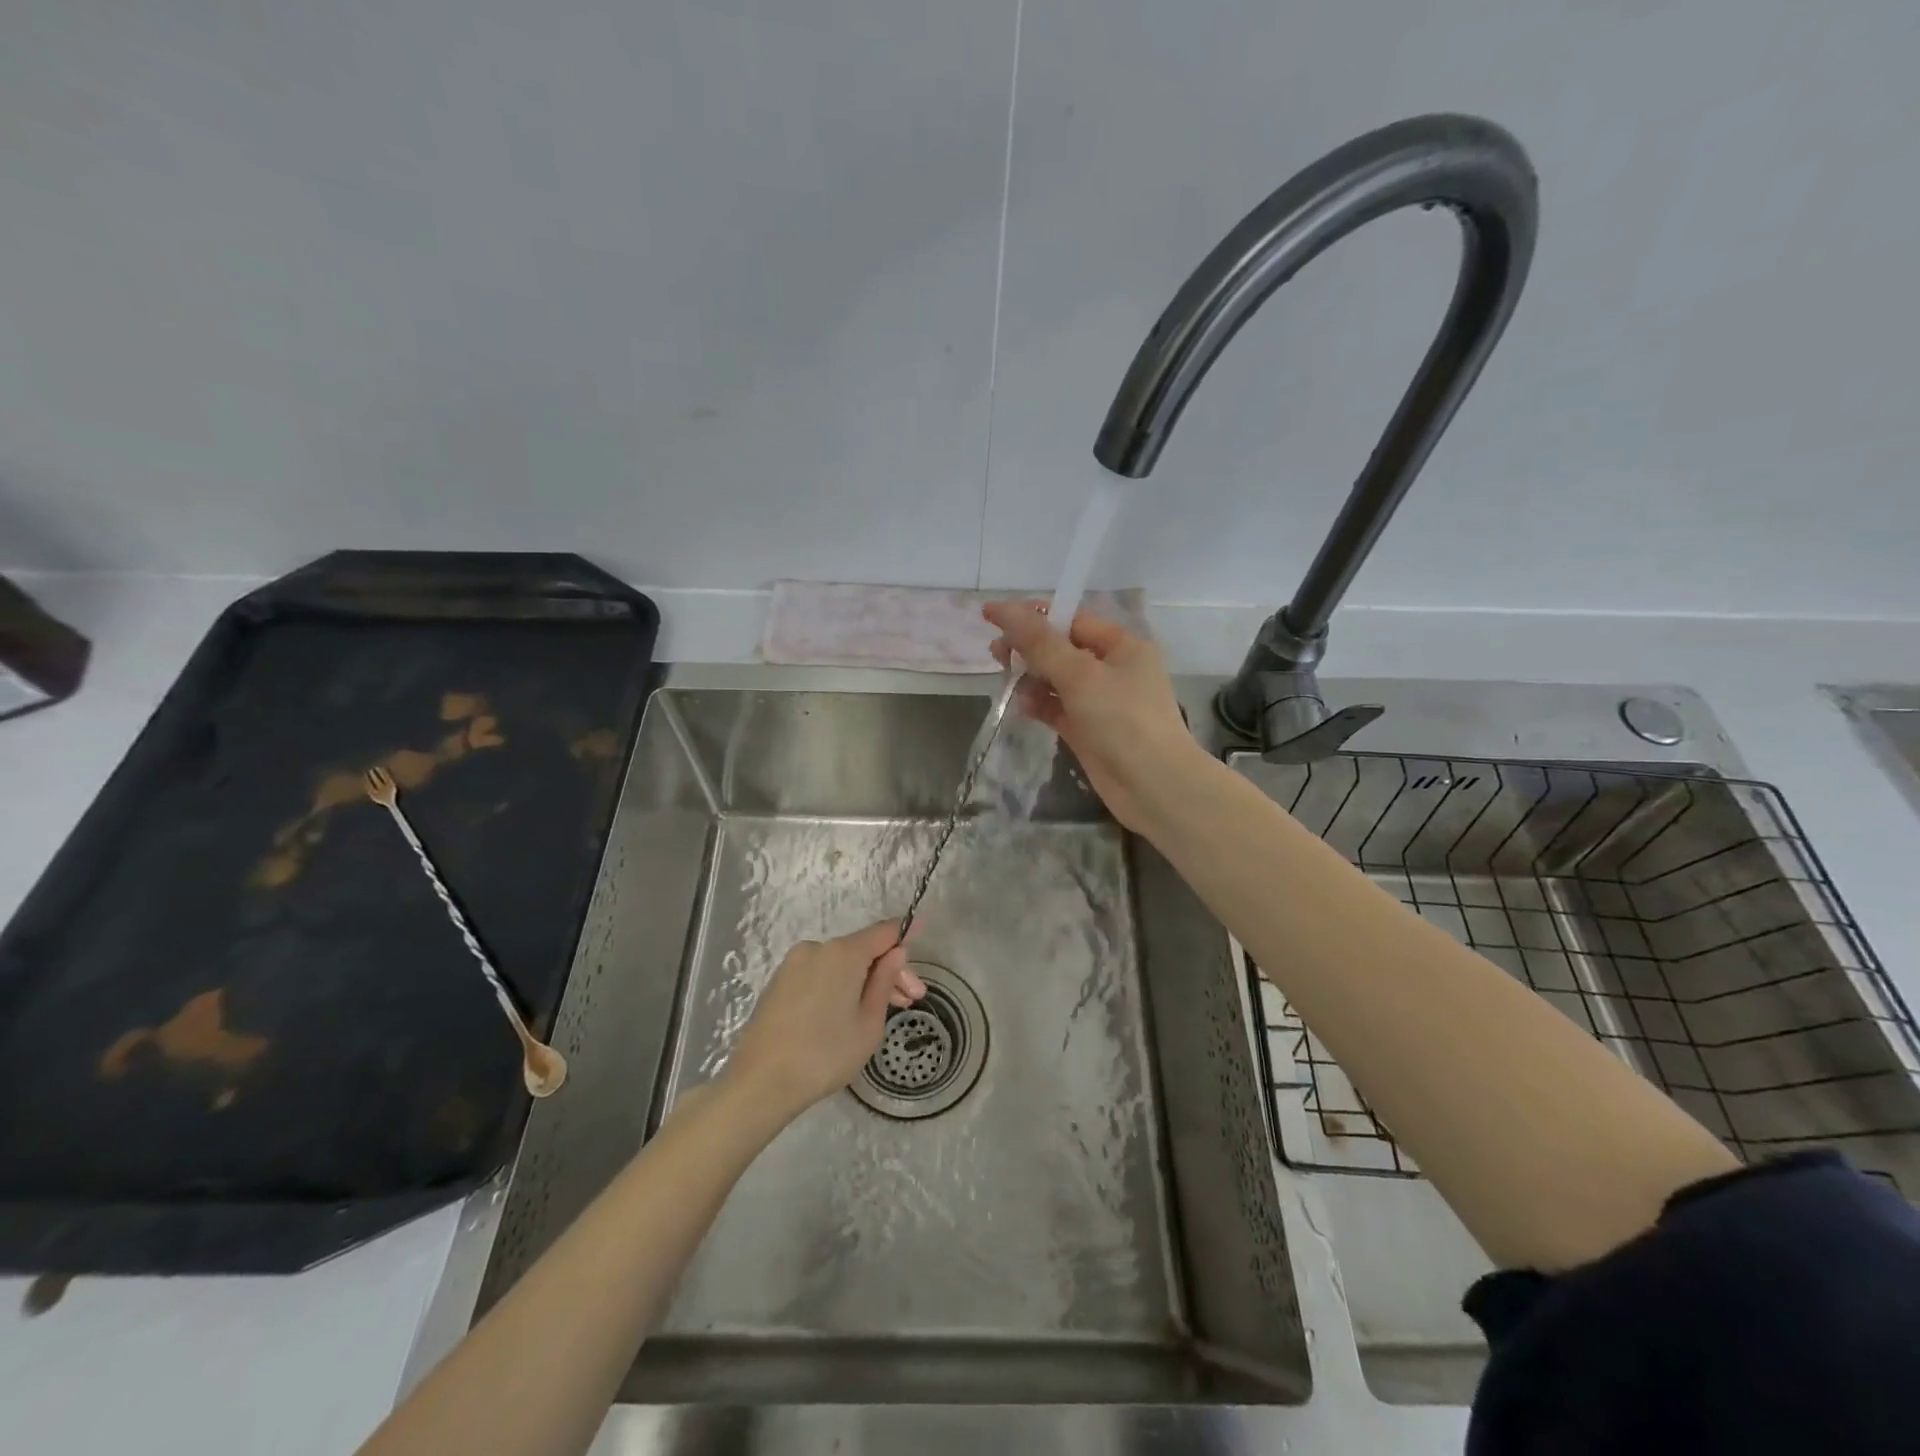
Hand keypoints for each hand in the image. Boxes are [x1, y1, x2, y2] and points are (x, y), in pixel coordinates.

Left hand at [726, 922, 925, 1118]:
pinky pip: (819, 974)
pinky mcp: (779, 982)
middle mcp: (816, 948)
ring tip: (880, 1012)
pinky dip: (839, 986)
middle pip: (862, 950)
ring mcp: (793, 964)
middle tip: (910, 1001)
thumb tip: (896, 953)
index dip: (904, 933)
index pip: (882, 932)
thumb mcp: (869, 1023)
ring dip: (863, 980)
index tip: (922, 931)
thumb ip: (884, 981)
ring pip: (840, 964)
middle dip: (887, 970)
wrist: (760, 1082)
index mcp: (843, 953)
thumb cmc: (825, 1054)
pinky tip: (847, 1012)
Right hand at [983, 601, 1197, 832]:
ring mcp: (1101, 702)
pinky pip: (1058, 709)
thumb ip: (1040, 643)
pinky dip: (1039, 705)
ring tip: (1003, 678)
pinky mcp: (1089, 731)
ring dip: (1030, 677)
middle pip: (1062, 649)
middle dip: (1028, 648)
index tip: (994, 617)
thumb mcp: (1080, 675)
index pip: (1071, 620)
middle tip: (995, 653)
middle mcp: (1113, 670)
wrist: (1154, 786)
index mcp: (1122, 646)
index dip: (1033, 617)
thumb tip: (1003, 609)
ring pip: (1057, 680)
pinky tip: (1020, 706)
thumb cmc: (1123, 721)